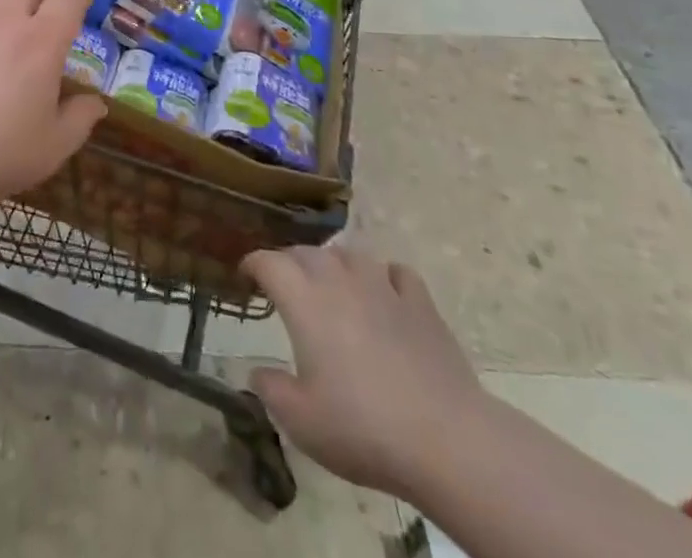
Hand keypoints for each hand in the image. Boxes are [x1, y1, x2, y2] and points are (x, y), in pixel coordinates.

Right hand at [242, 246, 485, 498]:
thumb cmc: (363, 428)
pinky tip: (385, 292)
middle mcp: (339, 281)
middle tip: (285, 284)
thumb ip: (272, 390)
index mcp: (305, 301)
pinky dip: (384, 276)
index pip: (269, 262)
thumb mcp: (302, 422)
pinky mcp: (420, 302)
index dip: (253, 264)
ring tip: (331, 282)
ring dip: (334, 262)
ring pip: (350, 254)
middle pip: (307, 252)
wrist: (445, 439)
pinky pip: (396, 273)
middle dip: (290, 261)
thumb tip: (258, 372)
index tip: (246, 275)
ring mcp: (383, 287)